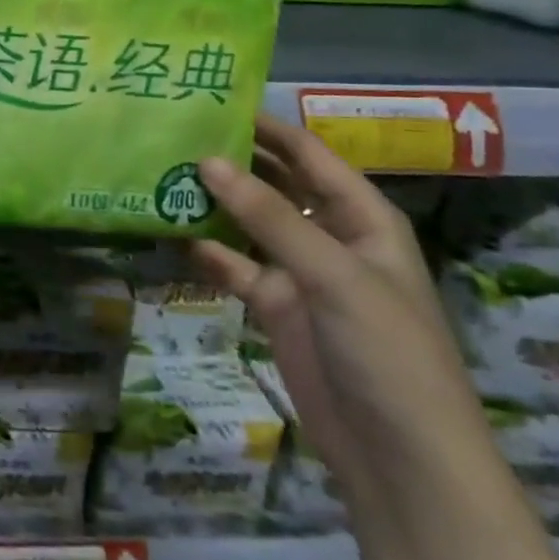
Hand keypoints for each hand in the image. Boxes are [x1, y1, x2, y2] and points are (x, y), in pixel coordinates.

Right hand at [193, 116, 491, 503]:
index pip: (310, 156)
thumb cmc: (387, 353)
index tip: (213, 101)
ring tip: (159, 172)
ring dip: (212, 203)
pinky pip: (232, 265)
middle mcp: (329, 237)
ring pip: (248, 223)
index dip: (267, 128)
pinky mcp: (273, 306)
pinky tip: (168, 231)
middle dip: (233, 161)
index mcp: (362, 219)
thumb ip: (269, 217)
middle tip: (174, 132)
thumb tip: (206, 160)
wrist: (399, 458)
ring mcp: (299, 273)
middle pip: (276, 185)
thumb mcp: (333, 276)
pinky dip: (204, 249)